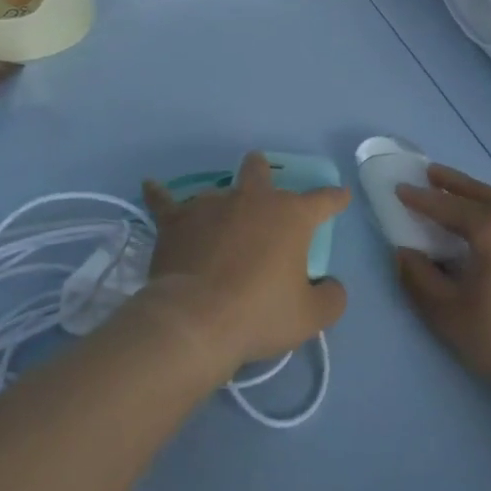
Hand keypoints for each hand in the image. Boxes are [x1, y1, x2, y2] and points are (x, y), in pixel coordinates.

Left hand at [139, 152, 348, 377]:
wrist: (196, 320)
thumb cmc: (259, 314)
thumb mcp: (310, 316)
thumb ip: (331, 297)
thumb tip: (331, 285)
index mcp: (290, 216)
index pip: (322, 200)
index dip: (334, 198)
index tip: (340, 196)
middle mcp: (252, 199)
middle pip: (259, 170)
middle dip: (263, 172)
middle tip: (262, 185)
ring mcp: (211, 204)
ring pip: (218, 189)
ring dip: (222, 202)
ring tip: (216, 222)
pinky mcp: (176, 220)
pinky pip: (164, 201)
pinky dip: (159, 194)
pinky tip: (150, 186)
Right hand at [395, 165, 490, 403]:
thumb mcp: (450, 315)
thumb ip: (419, 279)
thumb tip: (405, 253)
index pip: (447, 205)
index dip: (420, 198)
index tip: (400, 189)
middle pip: (478, 192)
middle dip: (452, 183)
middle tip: (430, 173)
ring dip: (476, 196)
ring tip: (458, 196)